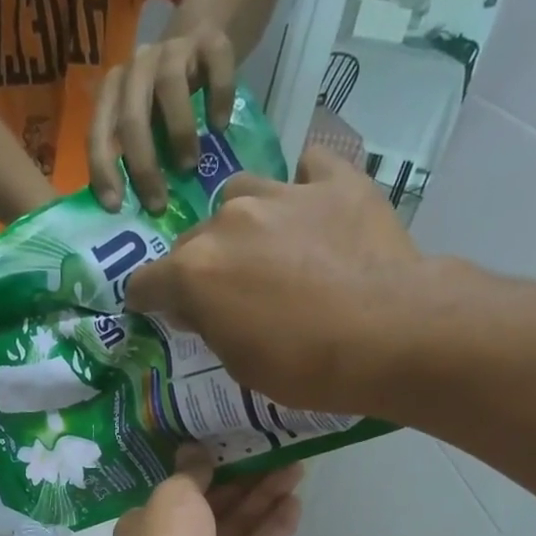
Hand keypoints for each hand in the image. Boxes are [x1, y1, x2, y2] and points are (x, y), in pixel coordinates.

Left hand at [88, 22, 234, 213]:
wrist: (201, 43)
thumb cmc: (166, 105)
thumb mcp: (146, 129)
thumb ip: (137, 157)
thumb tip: (137, 215)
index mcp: (114, 91)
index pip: (99, 131)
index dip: (104, 169)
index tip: (115, 206)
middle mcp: (137, 66)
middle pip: (132, 115)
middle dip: (143, 165)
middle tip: (159, 203)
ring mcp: (173, 49)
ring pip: (170, 86)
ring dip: (179, 132)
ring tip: (190, 166)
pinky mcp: (211, 41)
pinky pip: (216, 66)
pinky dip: (218, 98)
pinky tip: (220, 127)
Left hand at [108, 447, 301, 535]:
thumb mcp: (174, 495)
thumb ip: (190, 472)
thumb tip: (193, 448)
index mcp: (153, 518)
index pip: (184, 488)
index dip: (212, 466)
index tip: (238, 442)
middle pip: (218, 504)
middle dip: (247, 478)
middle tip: (279, 449)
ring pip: (242, 524)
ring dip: (267, 497)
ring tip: (297, 467)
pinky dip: (275, 527)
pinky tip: (296, 502)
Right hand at [125, 148, 484, 416]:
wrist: (388, 335)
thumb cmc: (304, 367)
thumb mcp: (240, 364)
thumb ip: (211, 325)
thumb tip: (201, 307)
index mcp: (195, 272)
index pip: (147, 282)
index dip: (148, 300)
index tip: (158, 311)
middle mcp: (228, 222)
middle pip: (194, 239)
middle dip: (201, 265)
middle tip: (227, 293)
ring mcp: (283, 193)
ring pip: (242, 194)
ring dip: (243, 221)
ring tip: (268, 247)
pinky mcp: (336, 181)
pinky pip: (308, 168)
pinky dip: (304, 187)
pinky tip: (314, 209)